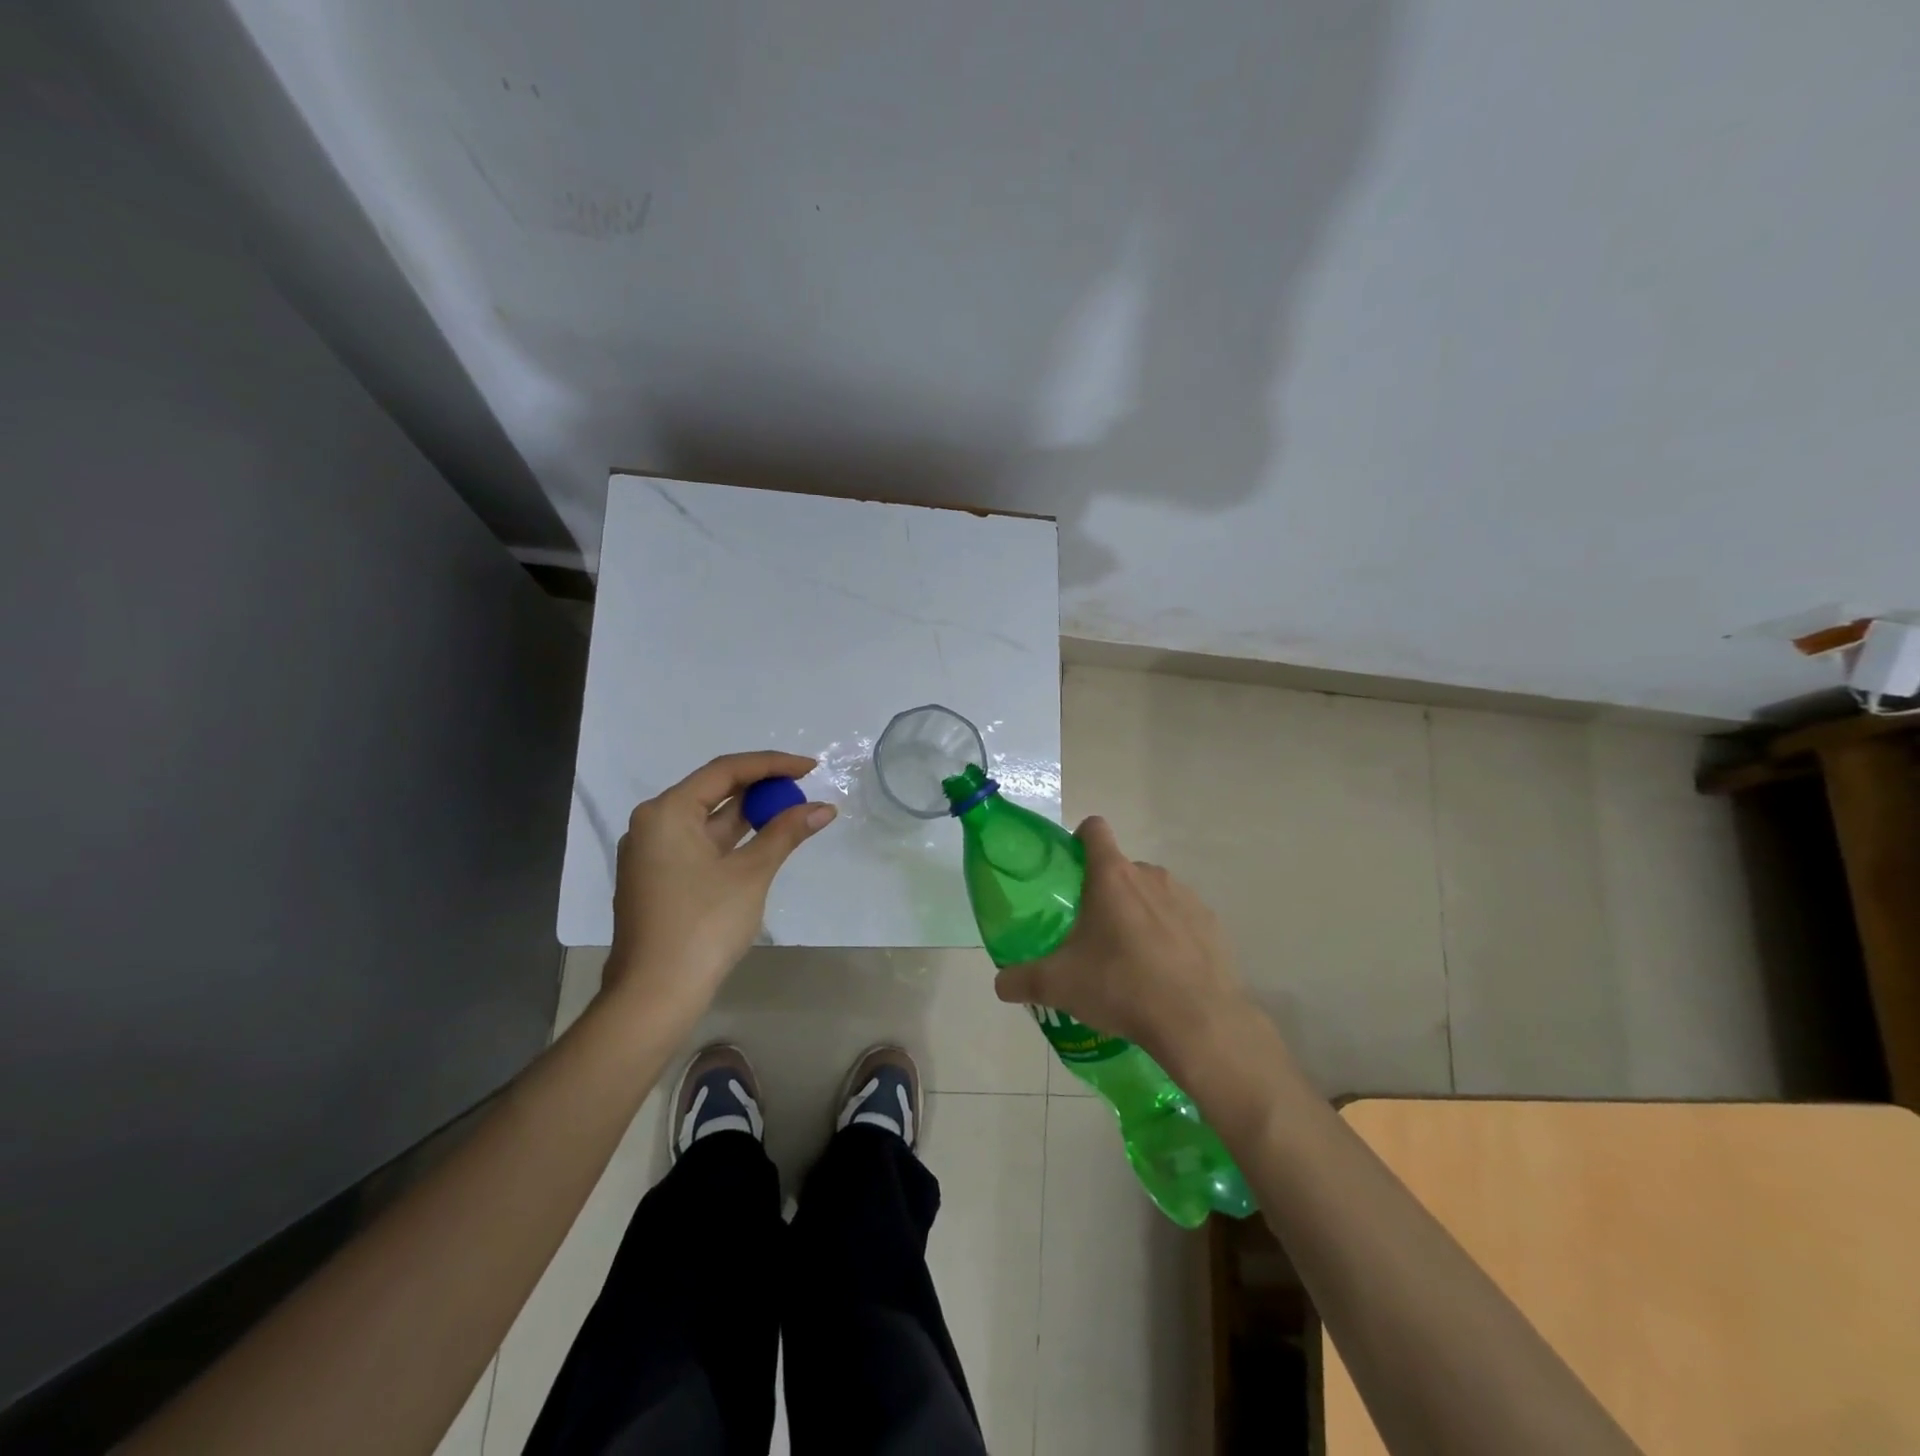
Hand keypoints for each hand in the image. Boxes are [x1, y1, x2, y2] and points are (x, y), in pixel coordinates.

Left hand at [603, 751, 834, 1026]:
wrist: (654, 996)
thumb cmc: (703, 925)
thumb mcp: (750, 873)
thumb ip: (786, 833)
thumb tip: (824, 808)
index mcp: (667, 812)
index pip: (725, 771)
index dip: (772, 765)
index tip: (811, 768)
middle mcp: (653, 824)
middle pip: (714, 791)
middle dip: (762, 789)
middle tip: (804, 790)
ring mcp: (653, 854)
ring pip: (709, 820)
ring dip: (750, 815)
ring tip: (793, 812)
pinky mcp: (659, 879)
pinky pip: (701, 844)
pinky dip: (734, 839)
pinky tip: (764, 842)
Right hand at [991, 816, 1245, 1063]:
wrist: (1198, 1022)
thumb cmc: (1122, 986)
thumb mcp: (1059, 986)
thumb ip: (1022, 980)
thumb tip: (1000, 984)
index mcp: (1112, 877)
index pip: (1094, 830)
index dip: (1080, 839)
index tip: (1071, 868)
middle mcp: (1150, 875)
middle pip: (1121, 869)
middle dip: (1106, 893)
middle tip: (1093, 934)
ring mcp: (1186, 898)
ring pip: (1153, 894)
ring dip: (1139, 914)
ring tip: (1131, 960)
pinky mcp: (1211, 924)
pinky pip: (1182, 919)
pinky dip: (1171, 936)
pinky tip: (1165, 974)